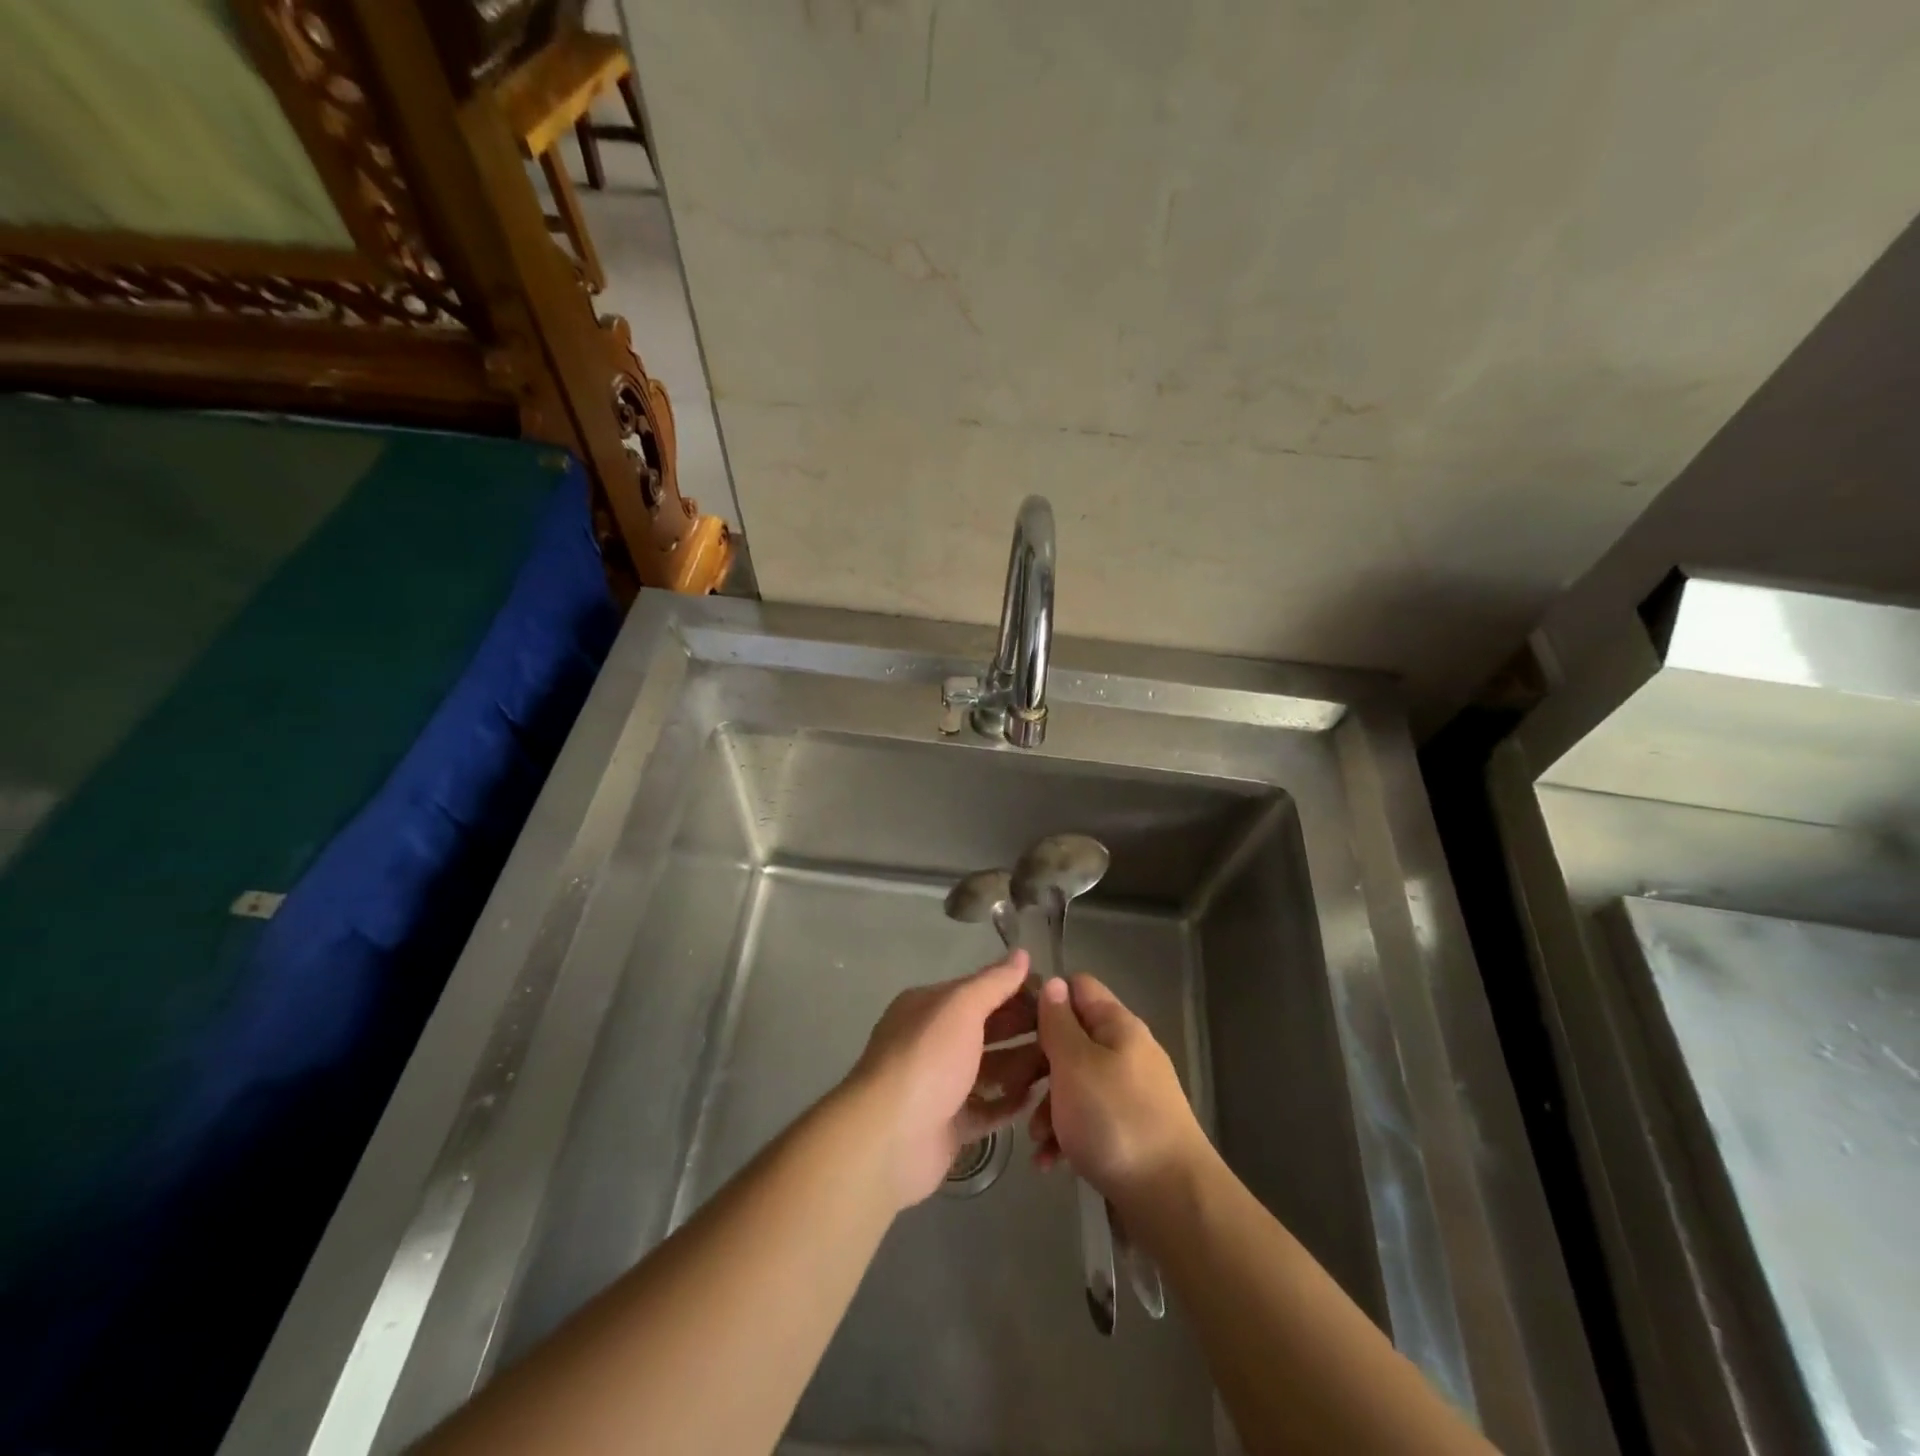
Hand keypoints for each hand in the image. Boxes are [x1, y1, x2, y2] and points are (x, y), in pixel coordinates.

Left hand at [849, 951, 1045, 1208]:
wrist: (888, 1138)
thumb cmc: (927, 1059)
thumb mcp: (961, 1008)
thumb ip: (993, 982)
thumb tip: (1021, 953)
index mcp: (930, 1007)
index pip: (979, 991)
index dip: (1015, 991)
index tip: (1055, 996)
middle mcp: (933, 1041)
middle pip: (986, 1029)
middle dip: (1023, 1028)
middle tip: (1065, 1032)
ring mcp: (940, 1085)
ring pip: (989, 1069)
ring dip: (1021, 1066)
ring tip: (1060, 1064)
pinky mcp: (949, 1125)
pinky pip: (986, 1110)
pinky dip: (1009, 1104)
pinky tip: (1037, 1099)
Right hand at [1030, 974, 1206, 1209]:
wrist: (1173, 1201)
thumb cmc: (1115, 1120)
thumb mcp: (1075, 1064)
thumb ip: (1058, 1023)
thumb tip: (1053, 983)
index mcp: (1117, 1025)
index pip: (1077, 987)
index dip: (1044, 997)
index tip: (1011, 1023)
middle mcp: (1125, 1051)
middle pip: (1071, 1038)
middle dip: (1038, 1062)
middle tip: (1012, 1088)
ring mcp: (1129, 1093)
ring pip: (1075, 1082)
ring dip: (1048, 1106)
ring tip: (1033, 1137)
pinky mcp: (1129, 1131)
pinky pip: (1088, 1119)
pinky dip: (1065, 1135)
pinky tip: (1049, 1161)